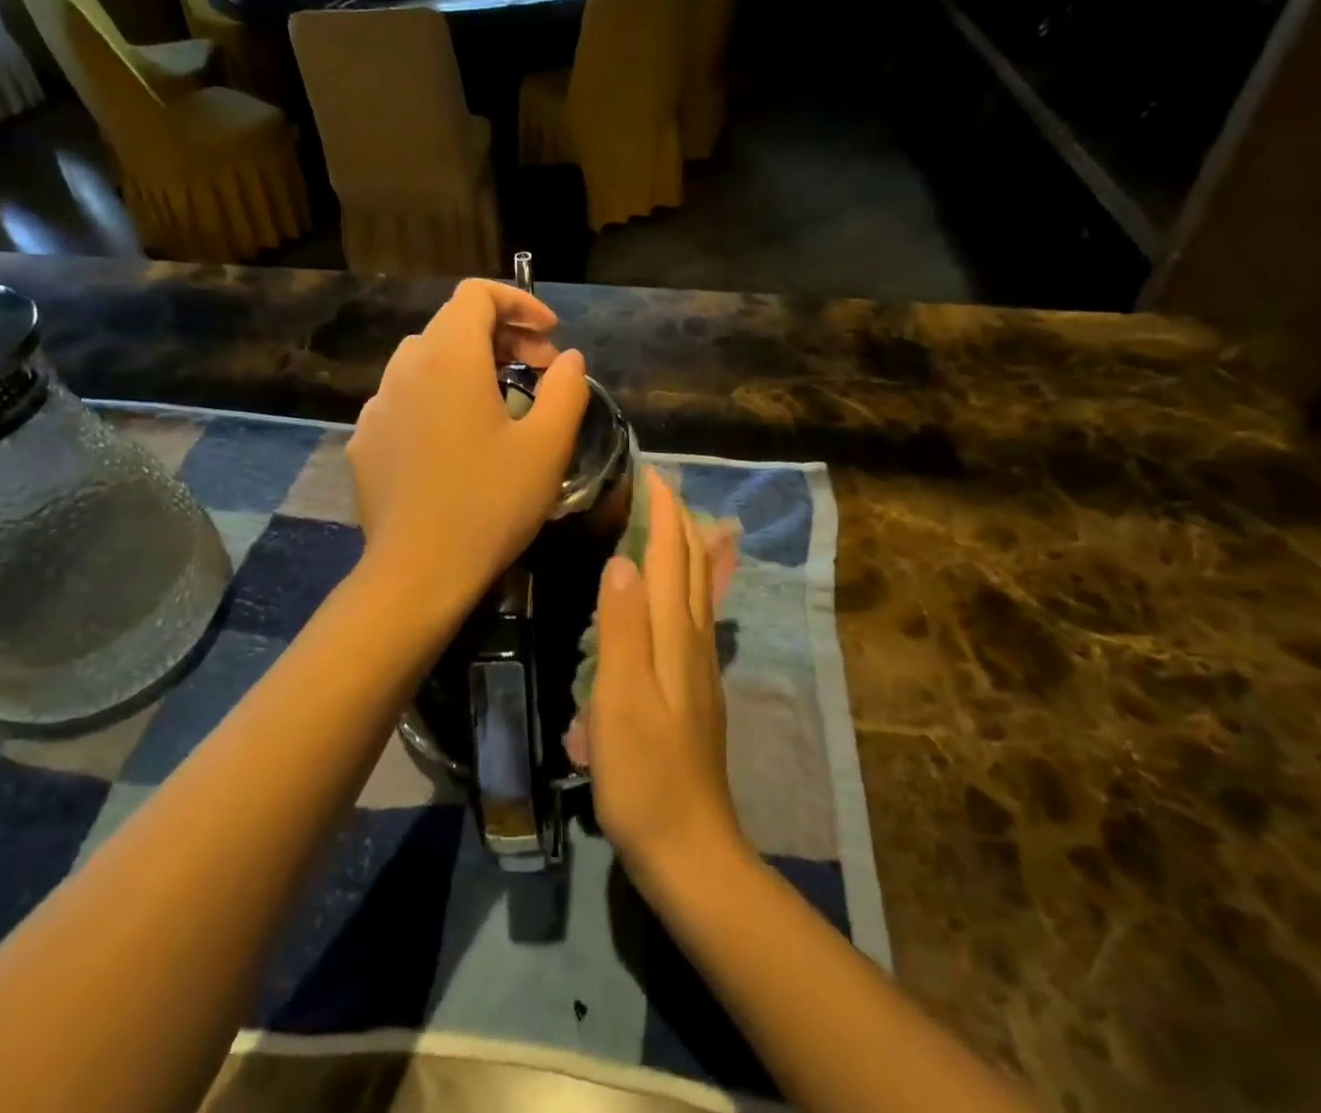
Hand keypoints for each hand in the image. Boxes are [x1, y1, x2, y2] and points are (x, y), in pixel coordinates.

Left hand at [346, 279, 587, 637]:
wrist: (418, 572)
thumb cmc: (490, 503)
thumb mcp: (548, 446)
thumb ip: (566, 389)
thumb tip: (568, 359)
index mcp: (450, 358)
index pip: (477, 295)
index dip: (519, 302)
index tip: (550, 335)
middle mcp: (405, 368)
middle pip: (453, 324)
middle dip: (502, 336)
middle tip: (539, 370)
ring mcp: (377, 405)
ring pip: (426, 360)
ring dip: (468, 365)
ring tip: (501, 401)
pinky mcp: (365, 439)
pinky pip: (405, 398)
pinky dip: (437, 397)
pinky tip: (455, 440)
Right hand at [590, 469, 749, 888]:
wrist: (689, 848)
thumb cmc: (645, 774)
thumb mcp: (621, 699)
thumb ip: (622, 628)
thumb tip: (624, 559)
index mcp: (676, 636)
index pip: (674, 556)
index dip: (665, 512)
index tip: (652, 472)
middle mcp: (694, 642)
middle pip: (694, 567)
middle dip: (679, 521)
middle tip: (657, 487)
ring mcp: (699, 668)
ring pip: (697, 591)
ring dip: (684, 549)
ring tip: (665, 524)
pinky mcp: (693, 691)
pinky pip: (691, 617)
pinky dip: (683, 585)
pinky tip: (671, 596)